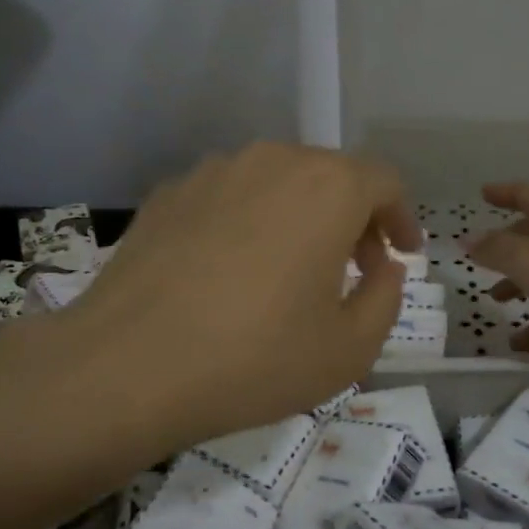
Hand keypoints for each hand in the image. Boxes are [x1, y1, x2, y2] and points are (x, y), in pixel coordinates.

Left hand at [60, 143, 420, 446]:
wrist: (126, 367)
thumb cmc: (255, 358)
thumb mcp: (350, 348)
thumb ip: (386, 298)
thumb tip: (382, 268)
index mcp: (327, 188)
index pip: (384, 181)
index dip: (401, 217)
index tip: (402, 255)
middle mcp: (272, 161)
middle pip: (331, 175)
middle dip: (354, 218)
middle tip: (355, 269)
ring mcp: (213, 172)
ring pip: (278, 182)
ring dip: (301, 217)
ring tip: (291, 270)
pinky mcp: (168, 194)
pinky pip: (230, 197)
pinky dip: (249, 222)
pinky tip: (232, 271)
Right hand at [466, 183, 528, 354]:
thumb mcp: (528, 260)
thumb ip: (494, 251)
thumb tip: (466, 238)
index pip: (526, 194)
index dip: (504, 192)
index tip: (484, 193)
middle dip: (509, 245)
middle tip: (484, 259)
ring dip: (523, 285)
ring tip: (496, 302)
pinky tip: (525, 346)